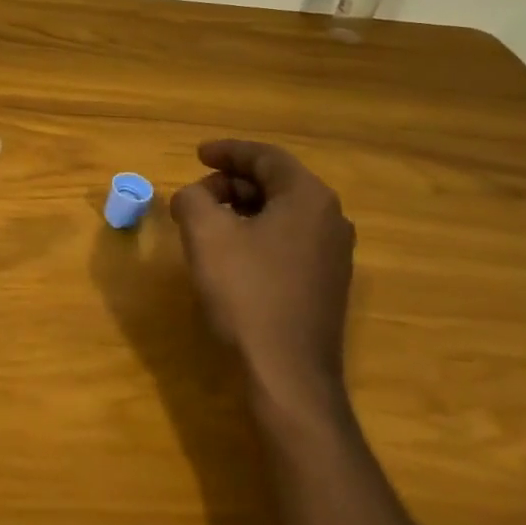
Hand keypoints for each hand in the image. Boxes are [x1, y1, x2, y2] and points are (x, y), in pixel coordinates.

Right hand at [170, 139, 355, 416]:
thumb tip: (192, 197)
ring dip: (242, 210)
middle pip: (276, 184)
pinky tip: (230, 254)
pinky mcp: (326, 284)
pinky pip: (288, 241)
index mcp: (308, 198)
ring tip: (206, 223)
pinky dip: (256, 234)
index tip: (198, 154)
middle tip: (195, 196)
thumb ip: (192, 199)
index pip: (266, 158)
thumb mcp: (206, 234)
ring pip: (281, 214)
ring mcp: (333, 255)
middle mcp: (331, 220)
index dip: (228, 151)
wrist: (287, 372)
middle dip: (231, 183)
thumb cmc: (246, 293)